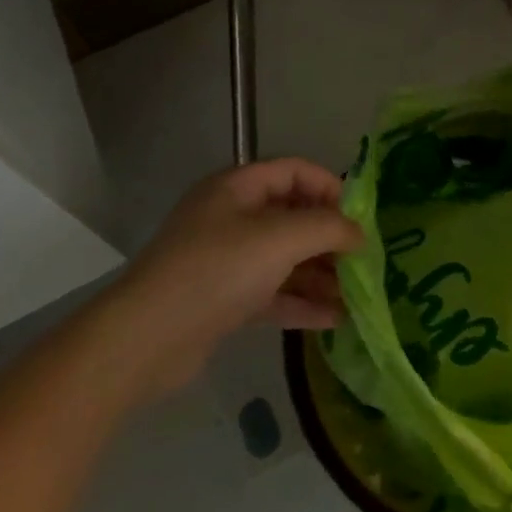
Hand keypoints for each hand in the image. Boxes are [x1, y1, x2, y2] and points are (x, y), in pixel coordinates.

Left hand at [89, 159, 363, 397]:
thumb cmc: (217, 271)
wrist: (146, 339)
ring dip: (320, 274)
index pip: (295, 171)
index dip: (331, 187)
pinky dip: (302, 302)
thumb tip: (360, 233)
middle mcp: (231, 218)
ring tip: (357, 294)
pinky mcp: (224, 300)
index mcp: (238, 188)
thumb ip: (328, 228)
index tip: (361, 216)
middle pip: (293, 217)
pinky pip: (273, 293)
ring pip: (285, 259)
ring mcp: (226, 261)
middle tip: (364, 259)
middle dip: (330, 238)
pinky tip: (335, 319)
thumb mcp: (280, 239)